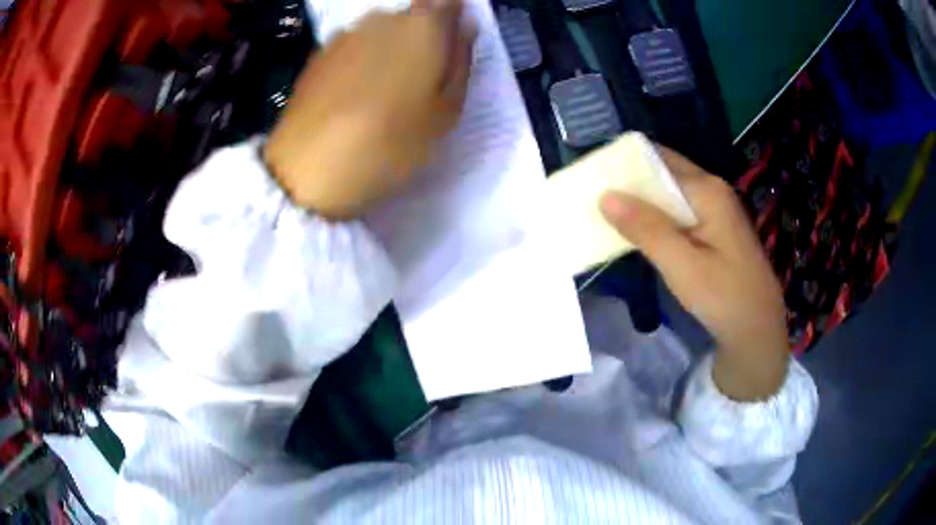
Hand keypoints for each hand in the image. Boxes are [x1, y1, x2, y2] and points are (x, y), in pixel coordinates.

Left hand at [264, 0, 475, 218]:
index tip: (452, 47)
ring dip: (391, 48)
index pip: (449, 3)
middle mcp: (383, 18)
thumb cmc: (389, 143)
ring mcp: (346, 33)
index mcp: (422, 27)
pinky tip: (356, 93)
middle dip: (423, 36)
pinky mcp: (320, 53)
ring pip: (382, 30)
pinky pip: (355, 45)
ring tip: (385, 90)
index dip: (454, 20)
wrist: (307, 169)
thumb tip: (464, 29)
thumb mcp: (445, 113)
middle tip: (421, 79)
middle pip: (414, 14)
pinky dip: (363, 59)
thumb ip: (460, 62)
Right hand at [600, 147, 788, 400]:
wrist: (757, 329)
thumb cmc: (724, 297)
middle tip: (592, 194)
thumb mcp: (682, 265)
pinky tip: (637, 230)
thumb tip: (605, 195)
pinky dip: (656, 217)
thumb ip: (646, 228)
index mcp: (706, 190)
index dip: (624, 164)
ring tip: (605, 210)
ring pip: (670, 193)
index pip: (657, 160)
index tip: (593, 175)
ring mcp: (716, 209)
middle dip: (629, 181)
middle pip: (664, 172)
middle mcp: (712, 190)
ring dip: (641, 200)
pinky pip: (679, 212)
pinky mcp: (715, 228)